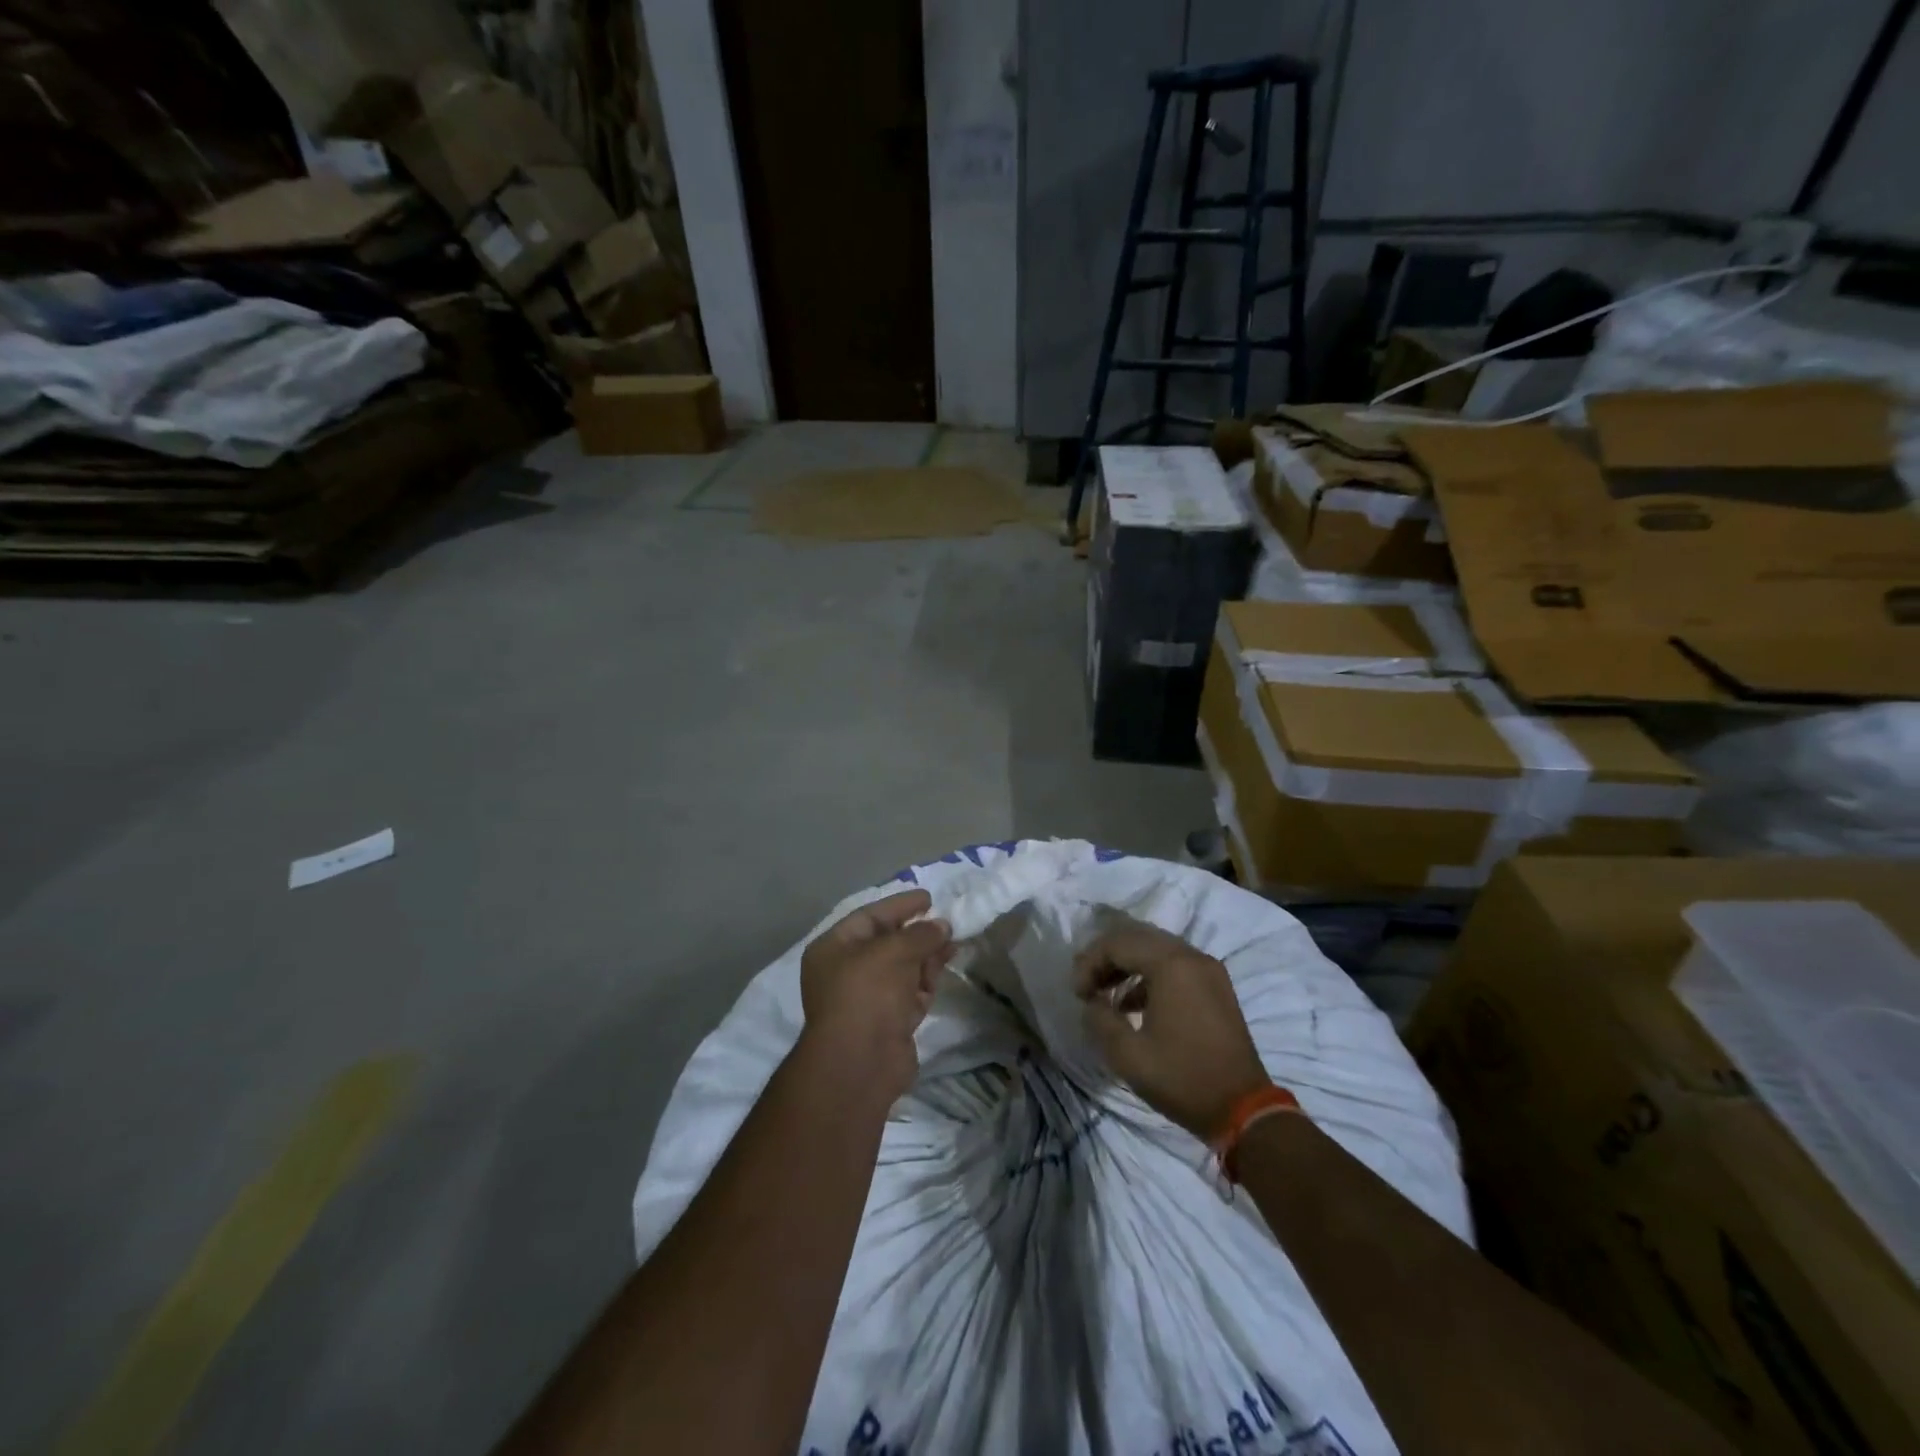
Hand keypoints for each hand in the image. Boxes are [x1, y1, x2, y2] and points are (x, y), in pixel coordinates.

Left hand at [799, 888, 953, 1100]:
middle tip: (947, 923)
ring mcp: (868, 998)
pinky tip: (944, 970)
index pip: (870, 917)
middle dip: (918, 933)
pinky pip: (910, 992)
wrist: (861, 1063)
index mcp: (834, 948)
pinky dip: (927, 981)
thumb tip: (942, 926)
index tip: (929, 898)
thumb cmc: (867, 993)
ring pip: (903, 968)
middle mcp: (847, 971)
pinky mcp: (889, 1022)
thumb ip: (921, 934)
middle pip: (888, 943)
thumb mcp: (894, 951)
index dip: (900, 906)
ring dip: (927, 956)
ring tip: (953, 944)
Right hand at [1075, 919, 1269, 1139]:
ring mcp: (1208, 969)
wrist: (1244, 1110)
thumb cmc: (1183, 1079)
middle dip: (1106, 957)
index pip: (1117, 943)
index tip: (1077, 994)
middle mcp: (1192, 956)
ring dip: (1127, 964)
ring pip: (1156, 948)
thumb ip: (1100, 1019)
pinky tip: (1133, 1004)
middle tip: (1086, 985)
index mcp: (1172, 965)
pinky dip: (1149, 974)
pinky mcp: (1216, 986)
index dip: (1089, 963)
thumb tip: (1092, 1002)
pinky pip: (1175, 964)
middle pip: (1137, 937)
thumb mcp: (1128, 1055)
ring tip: (1104, 993)